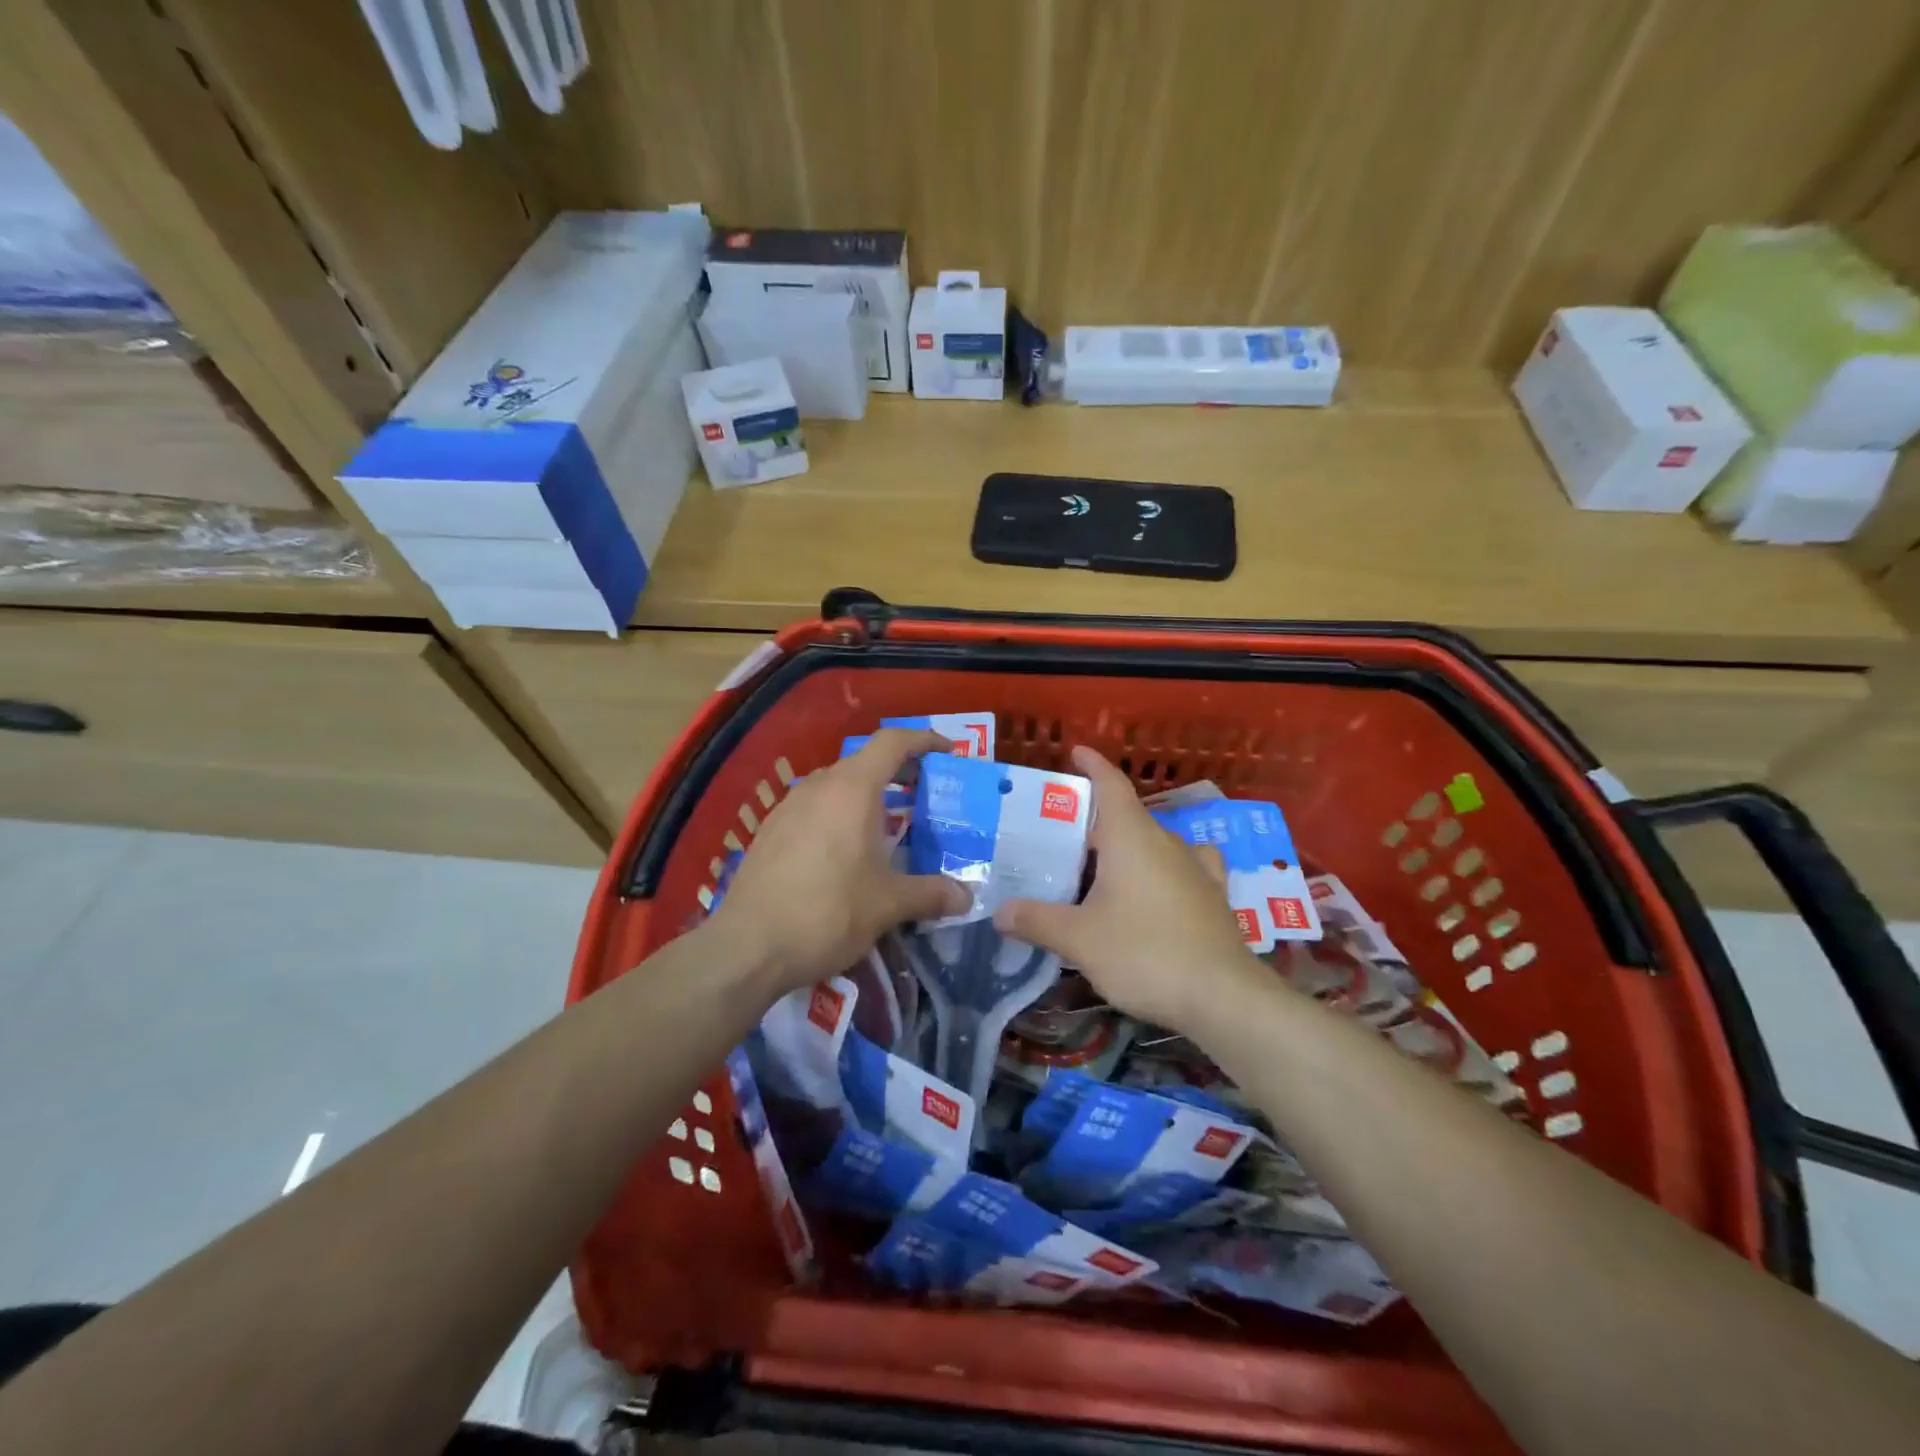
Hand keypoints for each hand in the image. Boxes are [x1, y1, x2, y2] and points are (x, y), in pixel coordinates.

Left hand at [707, 727, 970, 996]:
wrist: (748, 946)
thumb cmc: (827, 913)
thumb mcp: (888, 905)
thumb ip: (931, 894)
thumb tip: (966, 898)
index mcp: (852, 789)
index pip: (892, 742)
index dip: (924, 740)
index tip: (948, 752)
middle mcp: (819, 787)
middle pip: (865, 762)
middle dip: (899, 771)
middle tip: (925, 795)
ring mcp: (789, 807)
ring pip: (837, 785)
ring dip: (866, 795)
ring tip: (888, 827)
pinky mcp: (770, 831)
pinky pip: (815, 808)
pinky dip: (839, 815)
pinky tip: (845, 853)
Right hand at [995, 746, 1270, 1036]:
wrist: (1222, 996)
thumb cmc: (1144, 953)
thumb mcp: (1079, 939)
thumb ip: (1037, 921)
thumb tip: (1000, 912)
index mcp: (1131, 837)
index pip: (1110, 785)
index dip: (1092, 765)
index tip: (1075, 753)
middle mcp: (1166, 841)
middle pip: (1127, 816)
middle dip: (1095, 820)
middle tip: (1061, 837)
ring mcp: (1195, 867)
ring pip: (1154, 842)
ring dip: (1128, 845)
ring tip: (1101, 866)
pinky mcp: (1213, 895)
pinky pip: (1183, 866)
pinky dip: (1163, 868)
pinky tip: (1157, 886)